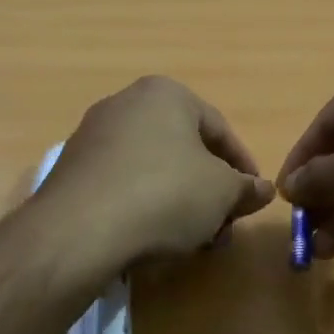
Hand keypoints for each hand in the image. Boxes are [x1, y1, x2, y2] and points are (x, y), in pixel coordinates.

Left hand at [35, 76, 275, 265]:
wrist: (79, 229)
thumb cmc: (164, 194)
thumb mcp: (222, 193)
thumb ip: (246, 188)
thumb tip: (262, 190)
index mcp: (164, 93)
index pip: (219, 129)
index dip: (242, 167)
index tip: (252, 198)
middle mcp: (124, 103)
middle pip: (183, 149)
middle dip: (208, 190)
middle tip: (221, 226)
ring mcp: (92, 135)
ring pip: (152, 168)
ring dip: (178, 201)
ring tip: (189, 239)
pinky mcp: (71, 169)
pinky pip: (121, 183)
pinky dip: (142, 205)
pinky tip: (150, 237)